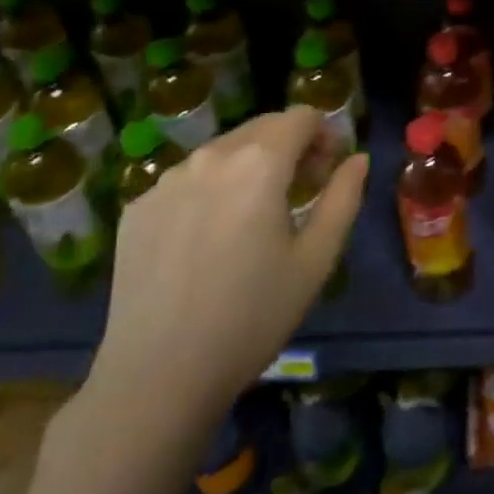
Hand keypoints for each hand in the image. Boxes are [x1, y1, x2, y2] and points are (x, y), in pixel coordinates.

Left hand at [82, 108, 367, 451]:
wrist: (158, 377)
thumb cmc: (252, 317)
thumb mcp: (316, 259)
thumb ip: (343, 198)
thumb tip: (357, 159)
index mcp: (258, 164)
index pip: (301, 117)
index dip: (324, 134)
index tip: (330, 169)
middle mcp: (209, 157)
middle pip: (262, 127)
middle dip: (290, 145)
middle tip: (302, 189)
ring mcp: (166, 181)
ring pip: (223, 151)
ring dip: (250, 165)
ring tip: (256, 215)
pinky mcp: (137, 208)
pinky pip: (187, 180)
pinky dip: (211, 189)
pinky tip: (210, 239)